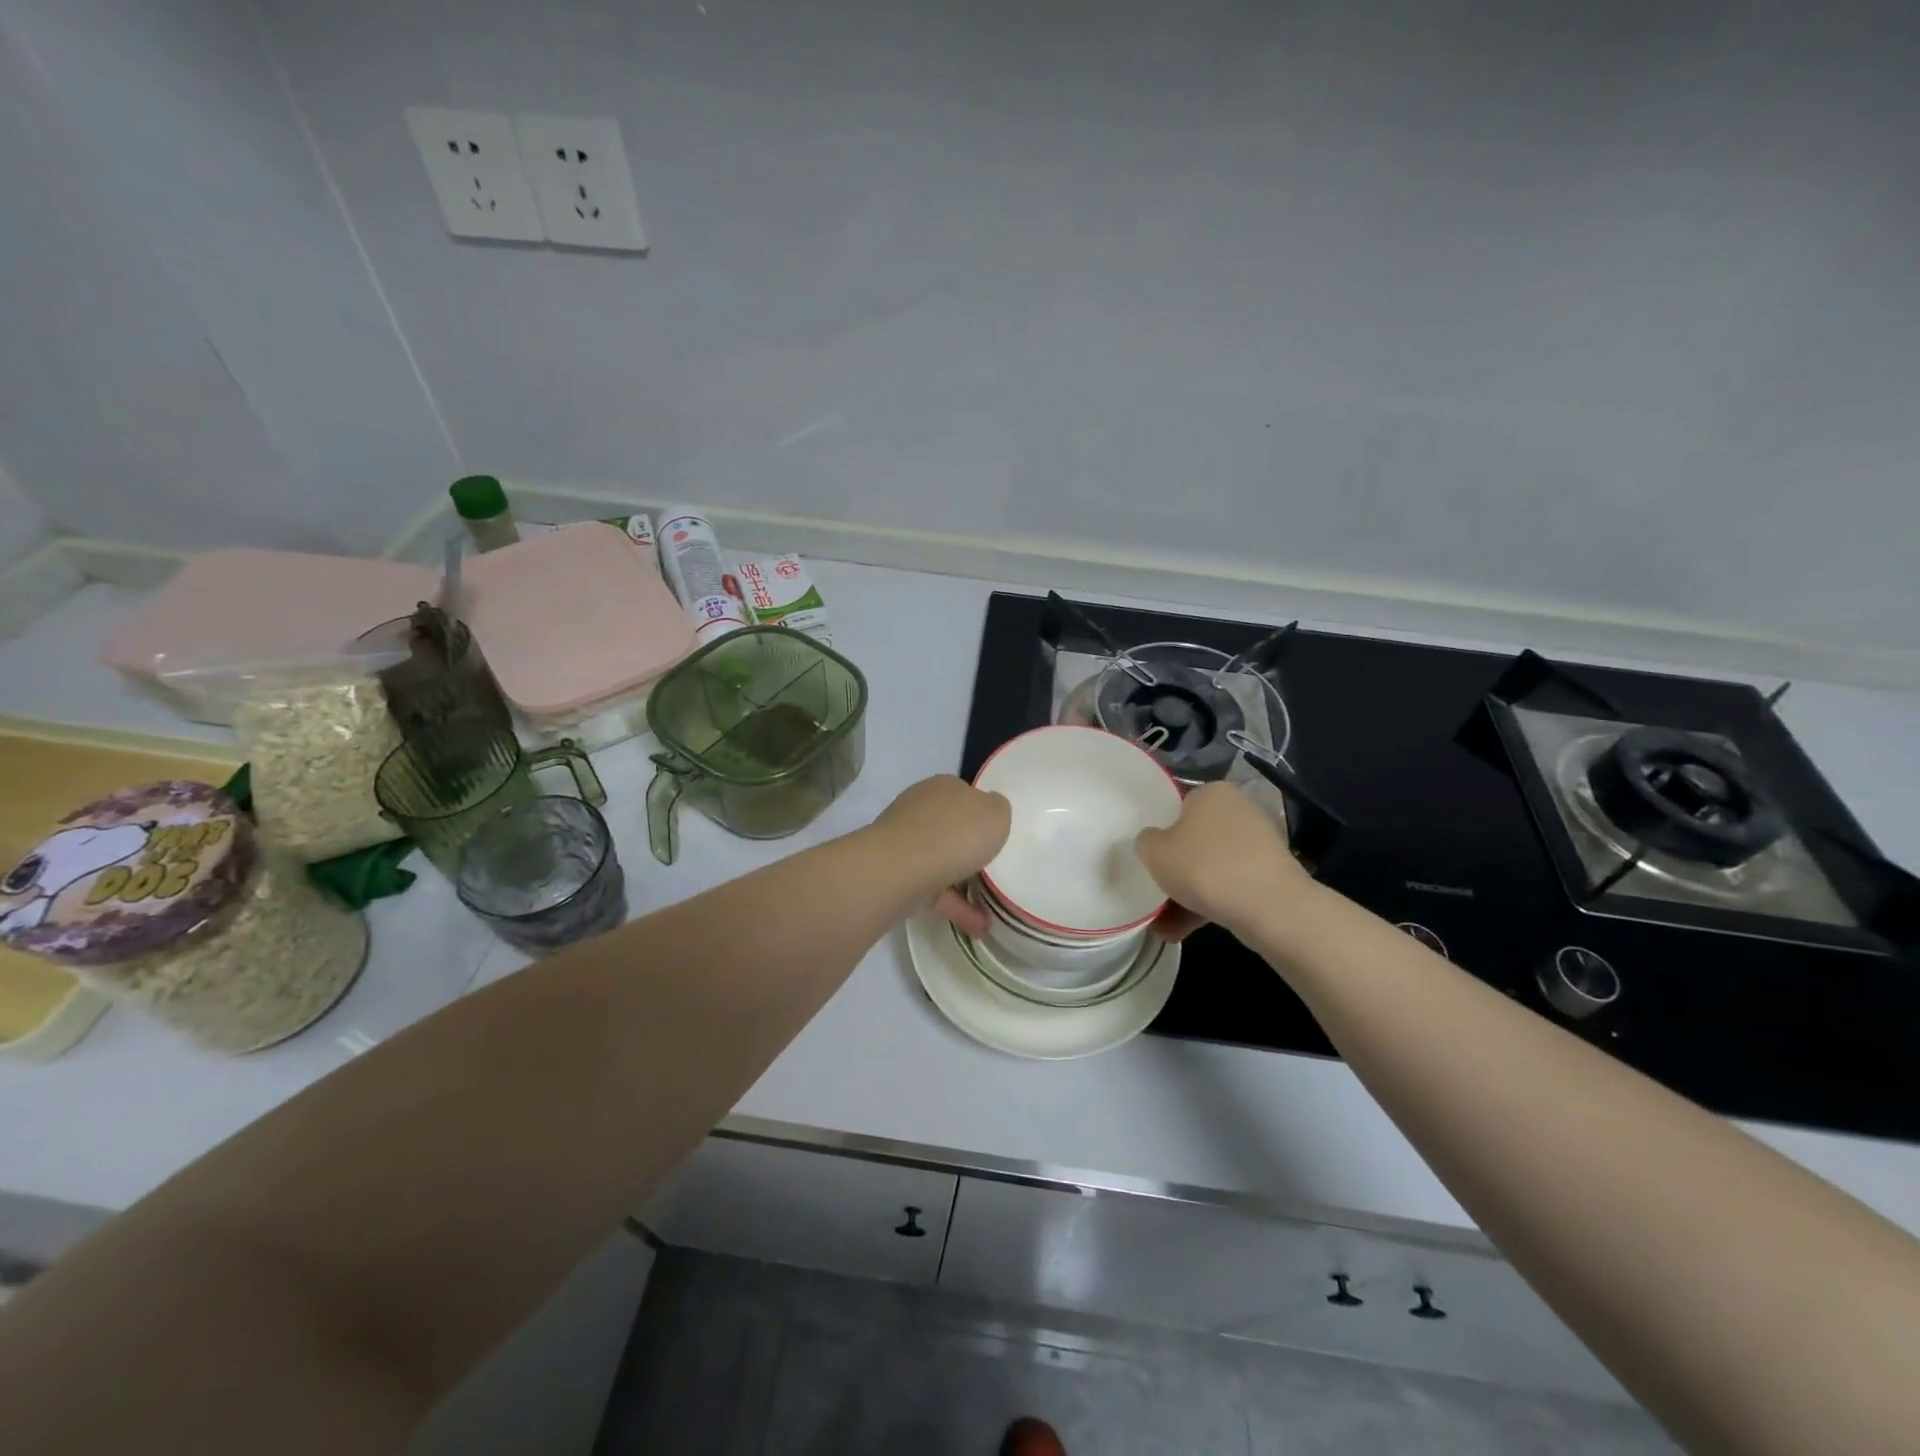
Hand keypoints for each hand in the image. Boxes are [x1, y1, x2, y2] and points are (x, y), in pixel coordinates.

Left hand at [873, 775, 1009, 935]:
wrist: (902, 869)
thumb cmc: (955, 833)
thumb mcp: (996, 813)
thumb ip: (997, 810)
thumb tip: (991, 808)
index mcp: (942, 787)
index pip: (963, 794)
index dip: (981, 811)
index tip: (997, 833)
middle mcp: (919, 809)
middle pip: (948, 826)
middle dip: (967, 845)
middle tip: (994, 866)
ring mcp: (903, 842)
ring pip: (939, 860)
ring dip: (963, 882)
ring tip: (992, 906)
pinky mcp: (896, 874)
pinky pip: (933, 890)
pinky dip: (956, 907)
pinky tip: (979, 927)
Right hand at [1135, 781, 1310, 940]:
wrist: (1271, 907)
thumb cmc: (1204, 867)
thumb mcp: (1153, 851)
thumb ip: (1145, 841)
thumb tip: (1154, 842)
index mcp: (1211, 792)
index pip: (1177, 805)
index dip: (1159, 831)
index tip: (1148, 857)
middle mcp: (1237, 810)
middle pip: (1194, 839)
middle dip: (1174, 868)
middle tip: (1154, 891)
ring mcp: (1257, 844)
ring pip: (1210, 867)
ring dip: (1186, 894)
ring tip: (1162, 925)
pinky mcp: (1269, 874)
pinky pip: (1229, 886)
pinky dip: (1207, 905)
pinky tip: (1181, 931)